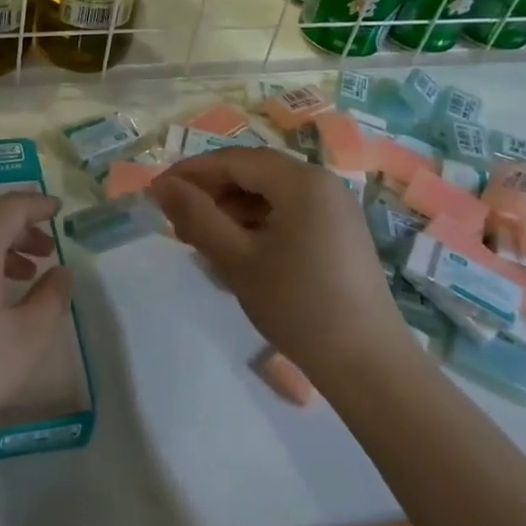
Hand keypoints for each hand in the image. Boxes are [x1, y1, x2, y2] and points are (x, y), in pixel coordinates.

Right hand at [150, 148, 404, 378]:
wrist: (368, 365)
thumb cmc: (298, 305)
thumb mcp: (237, 259)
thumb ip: (196, 216)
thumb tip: (161, 186)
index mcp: (301, 180)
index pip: (233, 160)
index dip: (190, 172)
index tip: (156, 192)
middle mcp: (322, 182)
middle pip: (253, 172)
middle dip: (211, 192)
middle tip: (177, 222)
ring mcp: (336, 207)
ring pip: (270, 193)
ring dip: (232, 208)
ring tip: (203, 240)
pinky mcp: (340, 232)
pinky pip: (289, 211)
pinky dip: (257, 222)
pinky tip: (238, 251)